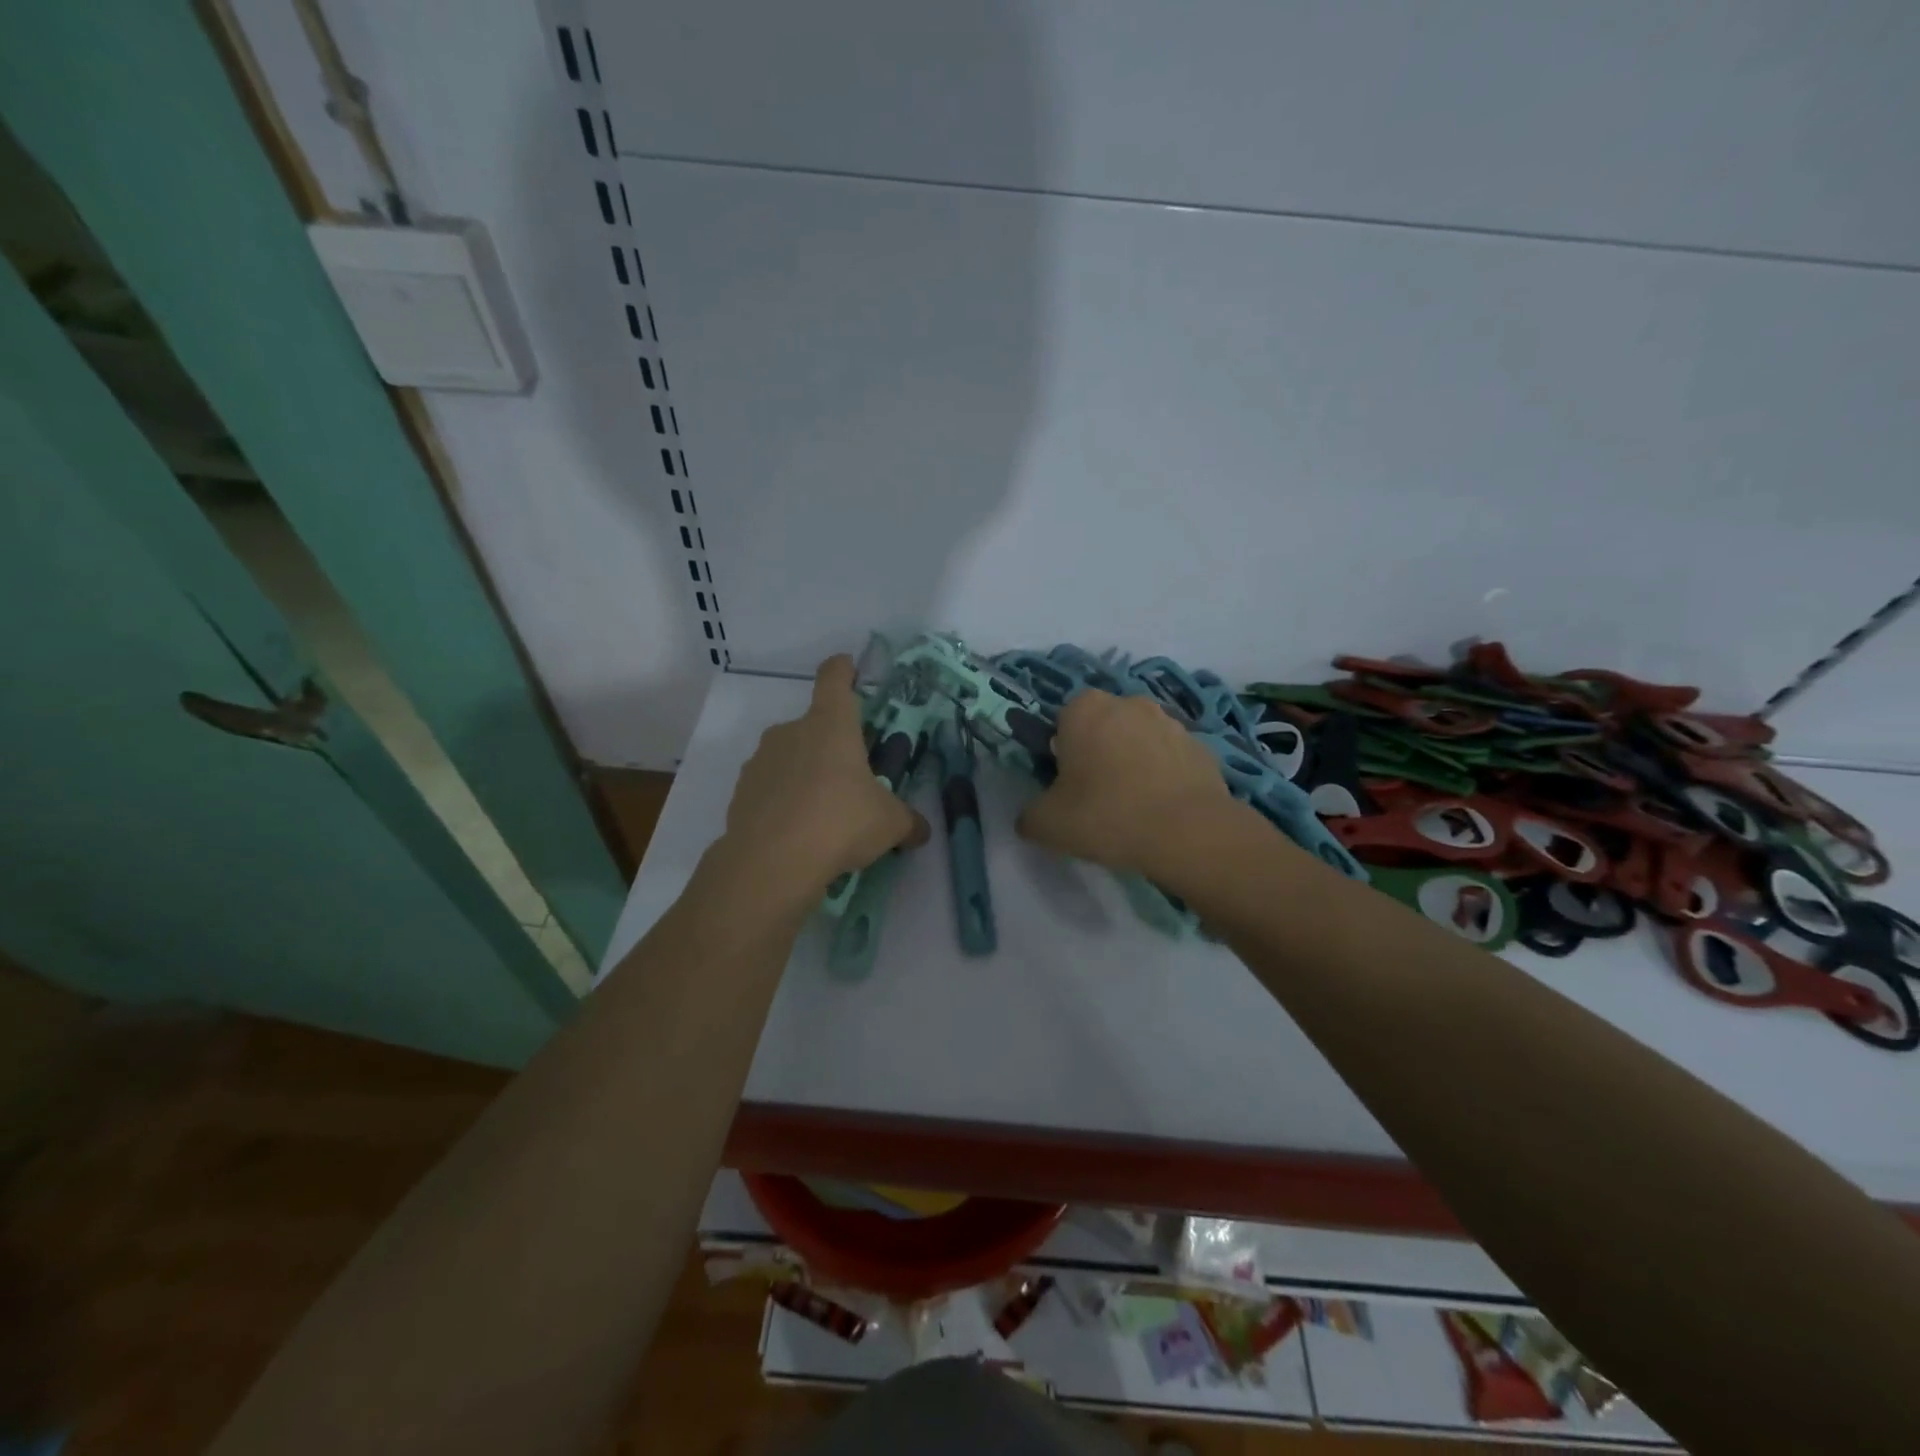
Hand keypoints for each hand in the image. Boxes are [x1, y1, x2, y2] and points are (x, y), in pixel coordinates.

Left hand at [719, 655, 928, 907]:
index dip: (843, 670)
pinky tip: (797, 833)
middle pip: (814, 725)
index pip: (834, 678)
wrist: (771, 863)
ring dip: (806, 775)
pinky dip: (784, 802)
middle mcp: (791, 731)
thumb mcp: (890, 823)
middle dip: (833, 747)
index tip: (848, 668)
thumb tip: (921, 831)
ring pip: (790, 757)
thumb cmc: (841, 823)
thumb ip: (908, 821)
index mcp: (831, 724)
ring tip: (824, 815)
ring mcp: (761, 761)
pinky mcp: (741, 792)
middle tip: (852, 780)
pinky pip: (770, 788)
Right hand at [1015, 689, 1235, 876]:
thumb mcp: (1047, 824)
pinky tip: (1162, 811)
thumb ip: (1030, 814)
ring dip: (1133, 763)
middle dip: (1098, 753)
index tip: (1066, 785)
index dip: (1061, 753)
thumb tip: (1032, 816)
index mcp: (1084, 708)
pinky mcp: (1202, 747)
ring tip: (1133, 808)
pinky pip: (1171, 759)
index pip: (1062, 722)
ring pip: (1138, 740)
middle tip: (1096, 797)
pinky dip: (1165, 777)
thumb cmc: (1106, 815)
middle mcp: (1128, 703)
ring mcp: (1170, 722)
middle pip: (1102, 727)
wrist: (1188, 833)